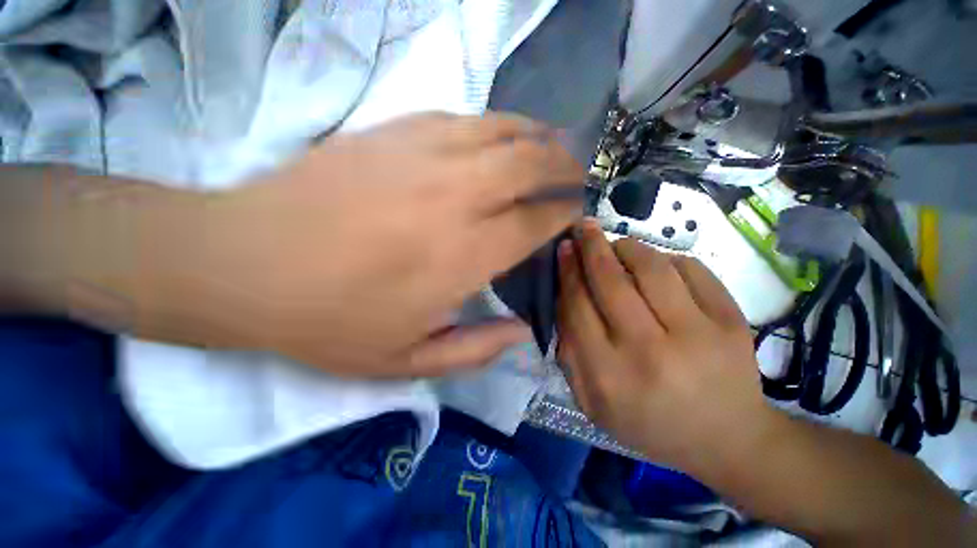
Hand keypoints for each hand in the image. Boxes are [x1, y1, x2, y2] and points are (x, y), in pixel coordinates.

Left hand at [202, 112, 582, 377]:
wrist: (244, 263)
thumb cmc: (328, 321)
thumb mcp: (407, 362)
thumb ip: (476, 351)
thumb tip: (521, 333)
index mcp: (464, 255)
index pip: (536, 222)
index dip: (562, 214)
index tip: (573, 212)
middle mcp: (456, 196)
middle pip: (531, 164)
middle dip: (563, 167)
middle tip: (574, 175)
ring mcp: (424, 153)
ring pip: (503, 129)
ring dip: (537, 136)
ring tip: (552, 145)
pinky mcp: (395, 130)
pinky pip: (464, 118)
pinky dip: (495, 124)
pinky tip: (500, 135)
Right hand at [556, 220, 774, 471]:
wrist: (727, 438)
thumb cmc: (648, 422)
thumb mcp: (592, 401)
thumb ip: (568, 354)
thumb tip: (563, 299)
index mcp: (609, 374)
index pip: (578, 307)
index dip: (568, 271)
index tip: (564, 248)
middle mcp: (649, 351)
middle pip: (610, 282)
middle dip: (592, 247)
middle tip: (583, 227)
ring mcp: (696, 334)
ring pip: (651, 267)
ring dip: (627, 246)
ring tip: (617, 244)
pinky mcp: (730, 321)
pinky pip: (691, 269)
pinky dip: (666, 259)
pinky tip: (657, 266)